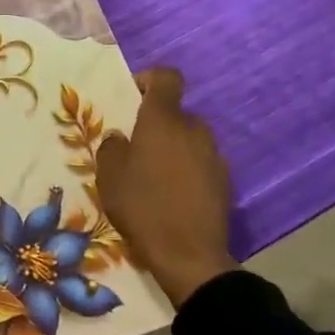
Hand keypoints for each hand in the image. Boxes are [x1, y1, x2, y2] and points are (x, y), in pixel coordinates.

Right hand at [96, 68, 234, 307]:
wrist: (189, 256)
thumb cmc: (142, 208)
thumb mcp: (109, 177)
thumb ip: (111, 148)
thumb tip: (120, 138)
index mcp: (163, 120)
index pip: (166, 77)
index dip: (149, 79)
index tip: (133, 97)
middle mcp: (193, 129)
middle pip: (176, 112)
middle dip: (157, 124)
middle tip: (137, 149)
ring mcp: (214, 154)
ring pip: (189, 138)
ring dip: (174, 148)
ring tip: (155, 176)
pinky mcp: (225, 180)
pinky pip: (201, 162)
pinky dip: (188, 169)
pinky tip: (175, 195)